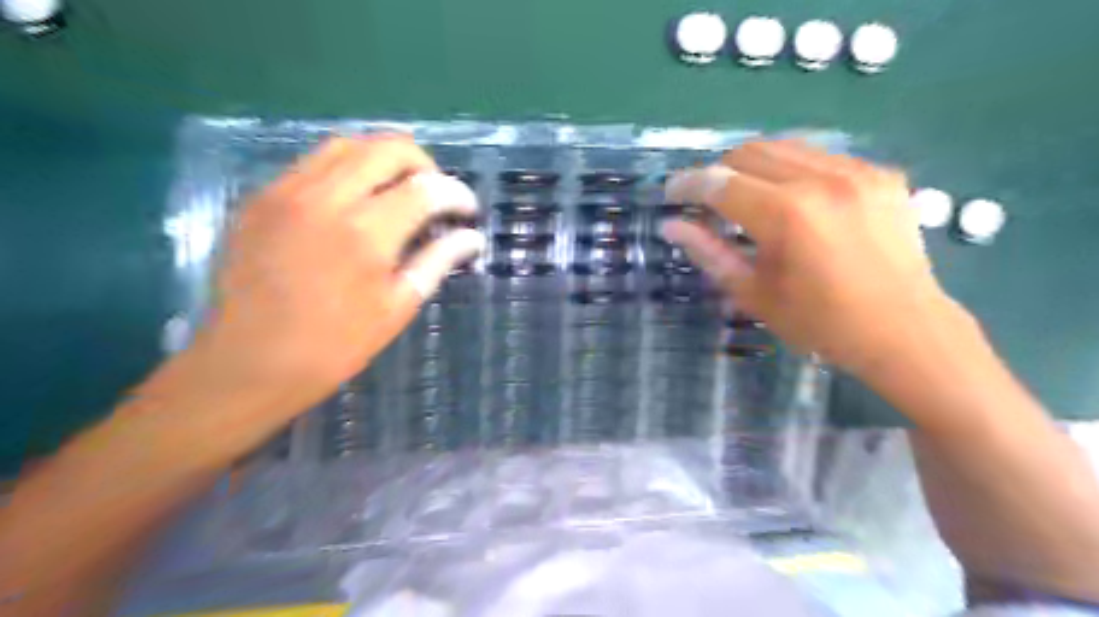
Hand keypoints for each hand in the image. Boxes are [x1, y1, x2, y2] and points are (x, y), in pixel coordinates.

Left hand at [187, 135, 484, 414]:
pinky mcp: (261, 197)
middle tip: (434, 195)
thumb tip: (473, 238)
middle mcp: (326, 198)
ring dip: (384, 160)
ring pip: (347, 145)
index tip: (467, 211)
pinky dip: (347, 170)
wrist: (249, 363)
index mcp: (366, 233)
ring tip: (398, 191)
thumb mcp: (397, 307)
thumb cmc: (335, 345)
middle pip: (388, 148)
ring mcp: (286, 192)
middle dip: (424, 165)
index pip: (426, 188)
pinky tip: (354, 202)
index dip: (457, 194)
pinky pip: (313, 162)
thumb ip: (437, 261)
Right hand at [660, 140, 963, 374]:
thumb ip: (709, 253)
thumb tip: (671, 226)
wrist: (905, 331)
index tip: (671, 193)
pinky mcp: (881, 173)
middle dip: (718, 172)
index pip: (719, 182)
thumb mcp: (754, 294)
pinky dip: (792, 170)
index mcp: (786, 215)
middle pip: (748, 152)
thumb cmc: (820, 323)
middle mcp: (821, 180)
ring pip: (784, 146)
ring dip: (753, 167)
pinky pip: (820, 155)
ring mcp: (857, 171)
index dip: (688, 184)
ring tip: (747, 197)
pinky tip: (793, 199)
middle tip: (709, 201)